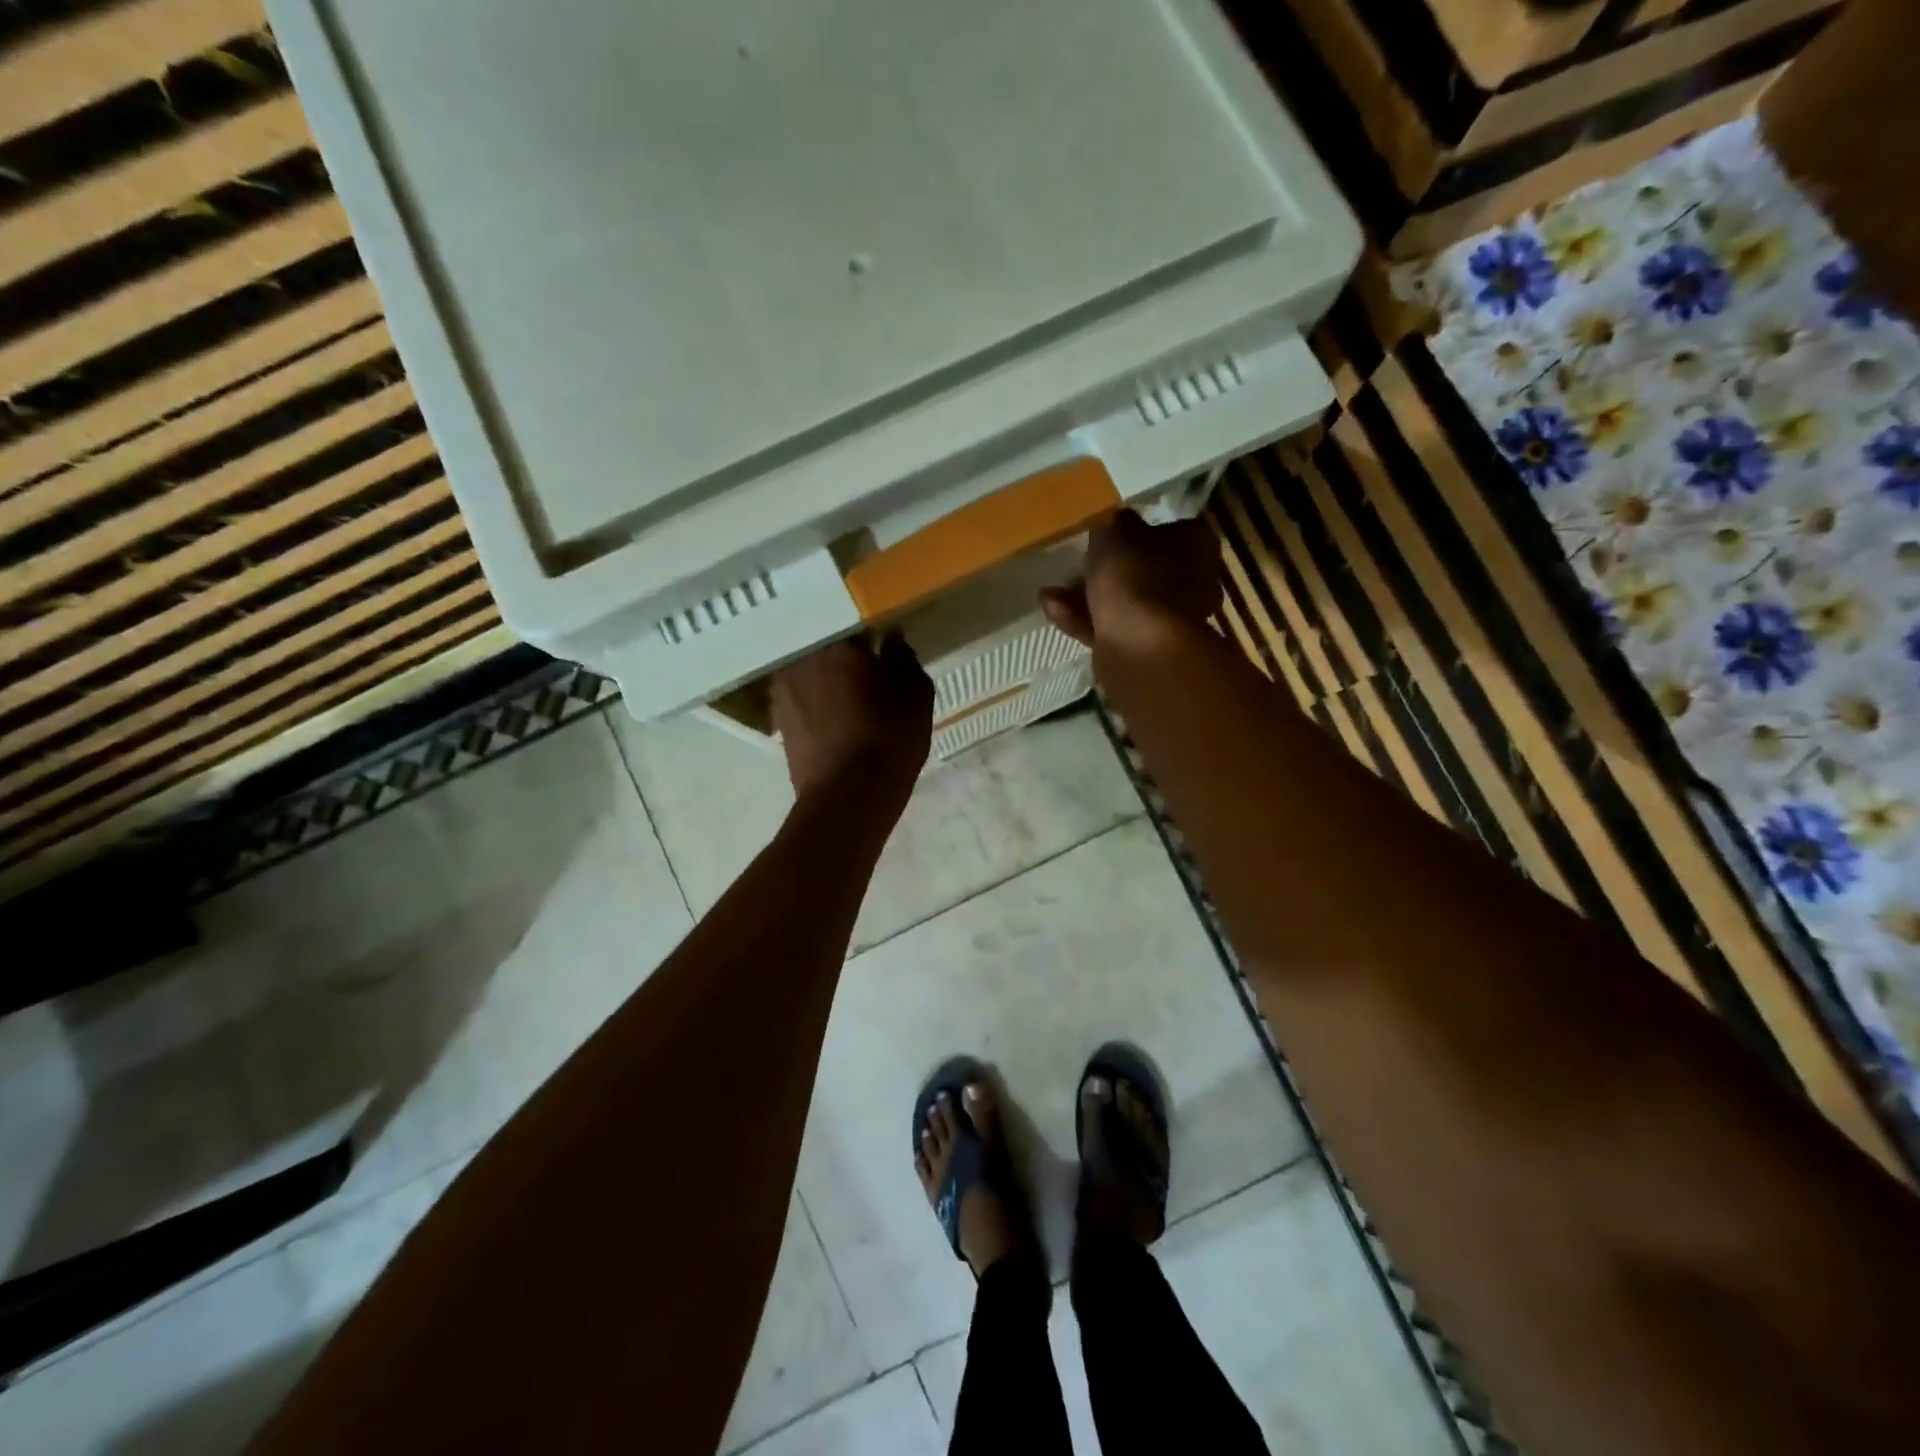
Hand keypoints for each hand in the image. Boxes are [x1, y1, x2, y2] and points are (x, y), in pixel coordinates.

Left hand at [770, 635, 933, 804]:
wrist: (847, 798)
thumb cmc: (890, 741)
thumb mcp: (916, 697)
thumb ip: (904, 659)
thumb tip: (891, 639)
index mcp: (840, 645)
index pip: (857, 626)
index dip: (872, 639)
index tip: (884, 651)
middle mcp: (804, 659)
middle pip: (829, 649)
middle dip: (846, 659)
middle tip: (867, 677)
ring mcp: (784, 689)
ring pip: (812, 673)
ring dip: (827, 681)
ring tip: (849, 702)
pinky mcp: (777, 719)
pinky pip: (801, 698)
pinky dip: (815, 704)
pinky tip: (832, 722)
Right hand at [1039, 509, 1222, 647]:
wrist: (1139, 647)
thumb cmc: (1133, 578)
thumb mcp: (1113, 534)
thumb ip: (1111, 525)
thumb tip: (1115, 521)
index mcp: (1196, 547)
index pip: (1172, 530)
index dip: (1139, 529)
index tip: (1110, 530)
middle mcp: (1190, 583)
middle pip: (1143, 569)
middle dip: (1106, 568)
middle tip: (1076, 562)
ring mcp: (1166, 620)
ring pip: (1122, 601)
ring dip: (1085, 596)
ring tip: (1052, 590)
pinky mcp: (1141, 648)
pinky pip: (1109, 626)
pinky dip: (1081, 618)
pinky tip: (1051, 608)